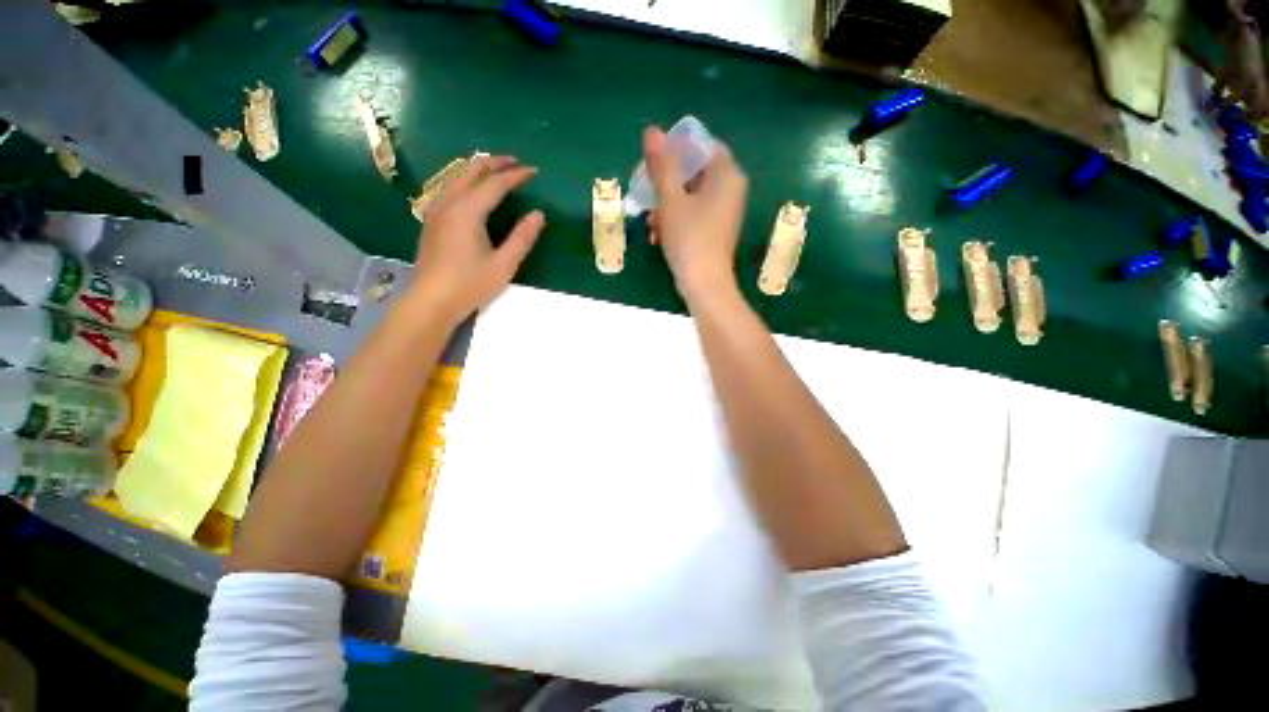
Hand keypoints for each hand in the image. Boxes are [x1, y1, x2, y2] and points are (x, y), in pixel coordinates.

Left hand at [409, 155, 544, 325]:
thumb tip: (538, 214)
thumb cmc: (470, 285)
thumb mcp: (504, 265)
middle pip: (471, 170)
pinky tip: (472, 189)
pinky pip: (449, 187)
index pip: (494, 184)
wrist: (431, 301)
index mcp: (468, 211)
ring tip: (496, 169)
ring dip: (478, 168)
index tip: (534, 172)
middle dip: (494, 162)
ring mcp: (436, 210)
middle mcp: (449, 203)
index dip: (515, 176)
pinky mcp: (432, 220)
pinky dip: (465, 179)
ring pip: (456, 176)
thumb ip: (522, 238)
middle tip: (515, 162)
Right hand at [643, 126, 748, 303]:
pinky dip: (676, 220)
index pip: (702, 146)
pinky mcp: (717, 230)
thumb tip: (652, 131)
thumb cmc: (689, 238)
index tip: (654, 165)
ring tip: (651, 222)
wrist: (704, 284)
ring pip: (691, 196)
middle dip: (667, 184)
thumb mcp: (670, 200)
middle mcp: (731, 189)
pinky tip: (659, 235)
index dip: (676, 151)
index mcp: (726, 175)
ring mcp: (725, 212)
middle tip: (647, 194)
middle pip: (694, 172)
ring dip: (667, 205)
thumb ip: (662, 165)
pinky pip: (694, 214)